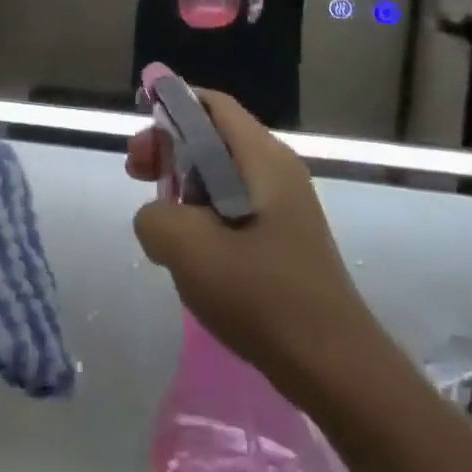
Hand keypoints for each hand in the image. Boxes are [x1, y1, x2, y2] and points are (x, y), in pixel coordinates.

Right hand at [126, 90, 367, 395]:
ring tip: (159, 218)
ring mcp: (285, 206)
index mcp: (262, 158)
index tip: (139, 129)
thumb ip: (154, 216)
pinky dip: (204, 212)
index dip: (171, 104)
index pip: (212, 104)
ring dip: (183, 184)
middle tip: (137, 174)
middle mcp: (278, 170)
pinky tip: (189, 250)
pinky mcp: (285, 238)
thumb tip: (158, 217)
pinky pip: (234, 205)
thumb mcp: (187, 248)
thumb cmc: (261, 294)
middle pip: (214, 136)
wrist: (334, 367)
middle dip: (170, 148)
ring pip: (222, 174)